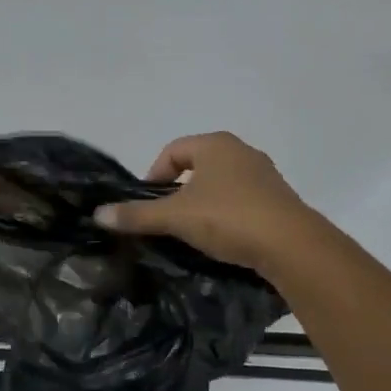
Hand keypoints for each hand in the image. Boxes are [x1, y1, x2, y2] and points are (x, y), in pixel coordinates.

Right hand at [95, 132, 316, 272]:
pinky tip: (223, 239)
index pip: (172, 151)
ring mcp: (264, 175)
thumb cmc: (229, 218)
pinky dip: (227, 215)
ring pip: (221, 184)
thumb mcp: (176, 217)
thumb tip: (98, 214)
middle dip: (178, 191)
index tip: (147, 205)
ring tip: (192, 232)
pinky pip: (242, 201)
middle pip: (197, 166)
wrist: (292, 246)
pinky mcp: (279, 200)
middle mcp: (241, 151)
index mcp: (215, 144)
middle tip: (167, 219)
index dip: (153, 175)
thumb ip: (138, 215)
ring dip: (203, 204)